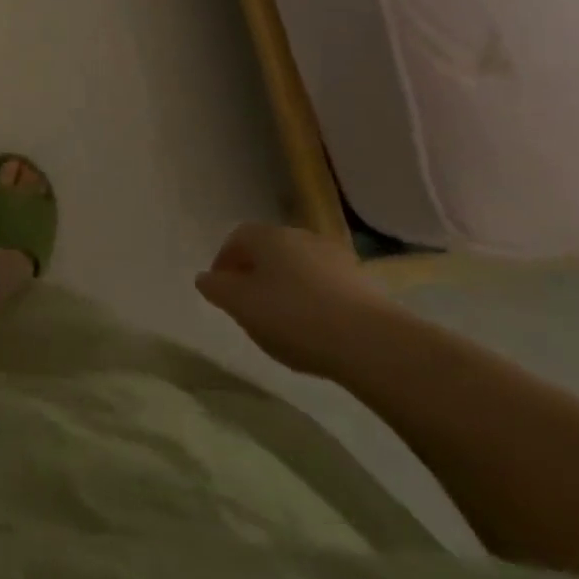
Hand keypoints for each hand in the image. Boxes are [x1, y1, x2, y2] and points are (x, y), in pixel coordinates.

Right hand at [195, 222, 404, 379]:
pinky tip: (317, 329)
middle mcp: (299, 235)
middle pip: (268, 251)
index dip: (224, 264)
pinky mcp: (364, 282)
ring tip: (285, 323)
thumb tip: (206, 278)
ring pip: (299, 268)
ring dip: (287, 288)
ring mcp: (335, 257)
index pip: (235, 240)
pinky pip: (326, 287)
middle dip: (256, 275)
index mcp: (266, 235)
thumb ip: (217, 289)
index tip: (221, 292)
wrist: (372, 343)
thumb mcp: (240, 306)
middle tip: (250, 307)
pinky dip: (315, 301)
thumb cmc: (293, 317)